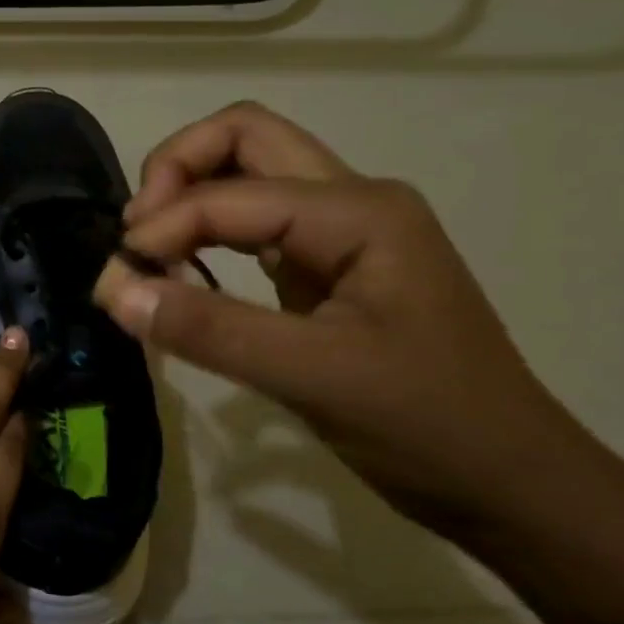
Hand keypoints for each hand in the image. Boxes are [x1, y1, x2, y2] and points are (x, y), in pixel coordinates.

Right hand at [94, 103, 598, 528]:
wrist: (510, 484)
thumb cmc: (429, 426)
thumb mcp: (314, 377)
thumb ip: (209, 329)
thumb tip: (113, 290)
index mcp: (359, 211)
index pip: (230, 193)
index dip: (162, 227)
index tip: (117, 280)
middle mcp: (351, 200)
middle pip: (244, 138)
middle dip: (176, 169)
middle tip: (135, 232)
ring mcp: (341, 232)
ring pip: (248, 173)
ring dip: (189, 196)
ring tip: (148, 250)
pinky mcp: (327, 267)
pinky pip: (254, 223)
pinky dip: (206, 233)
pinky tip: (183, 271)